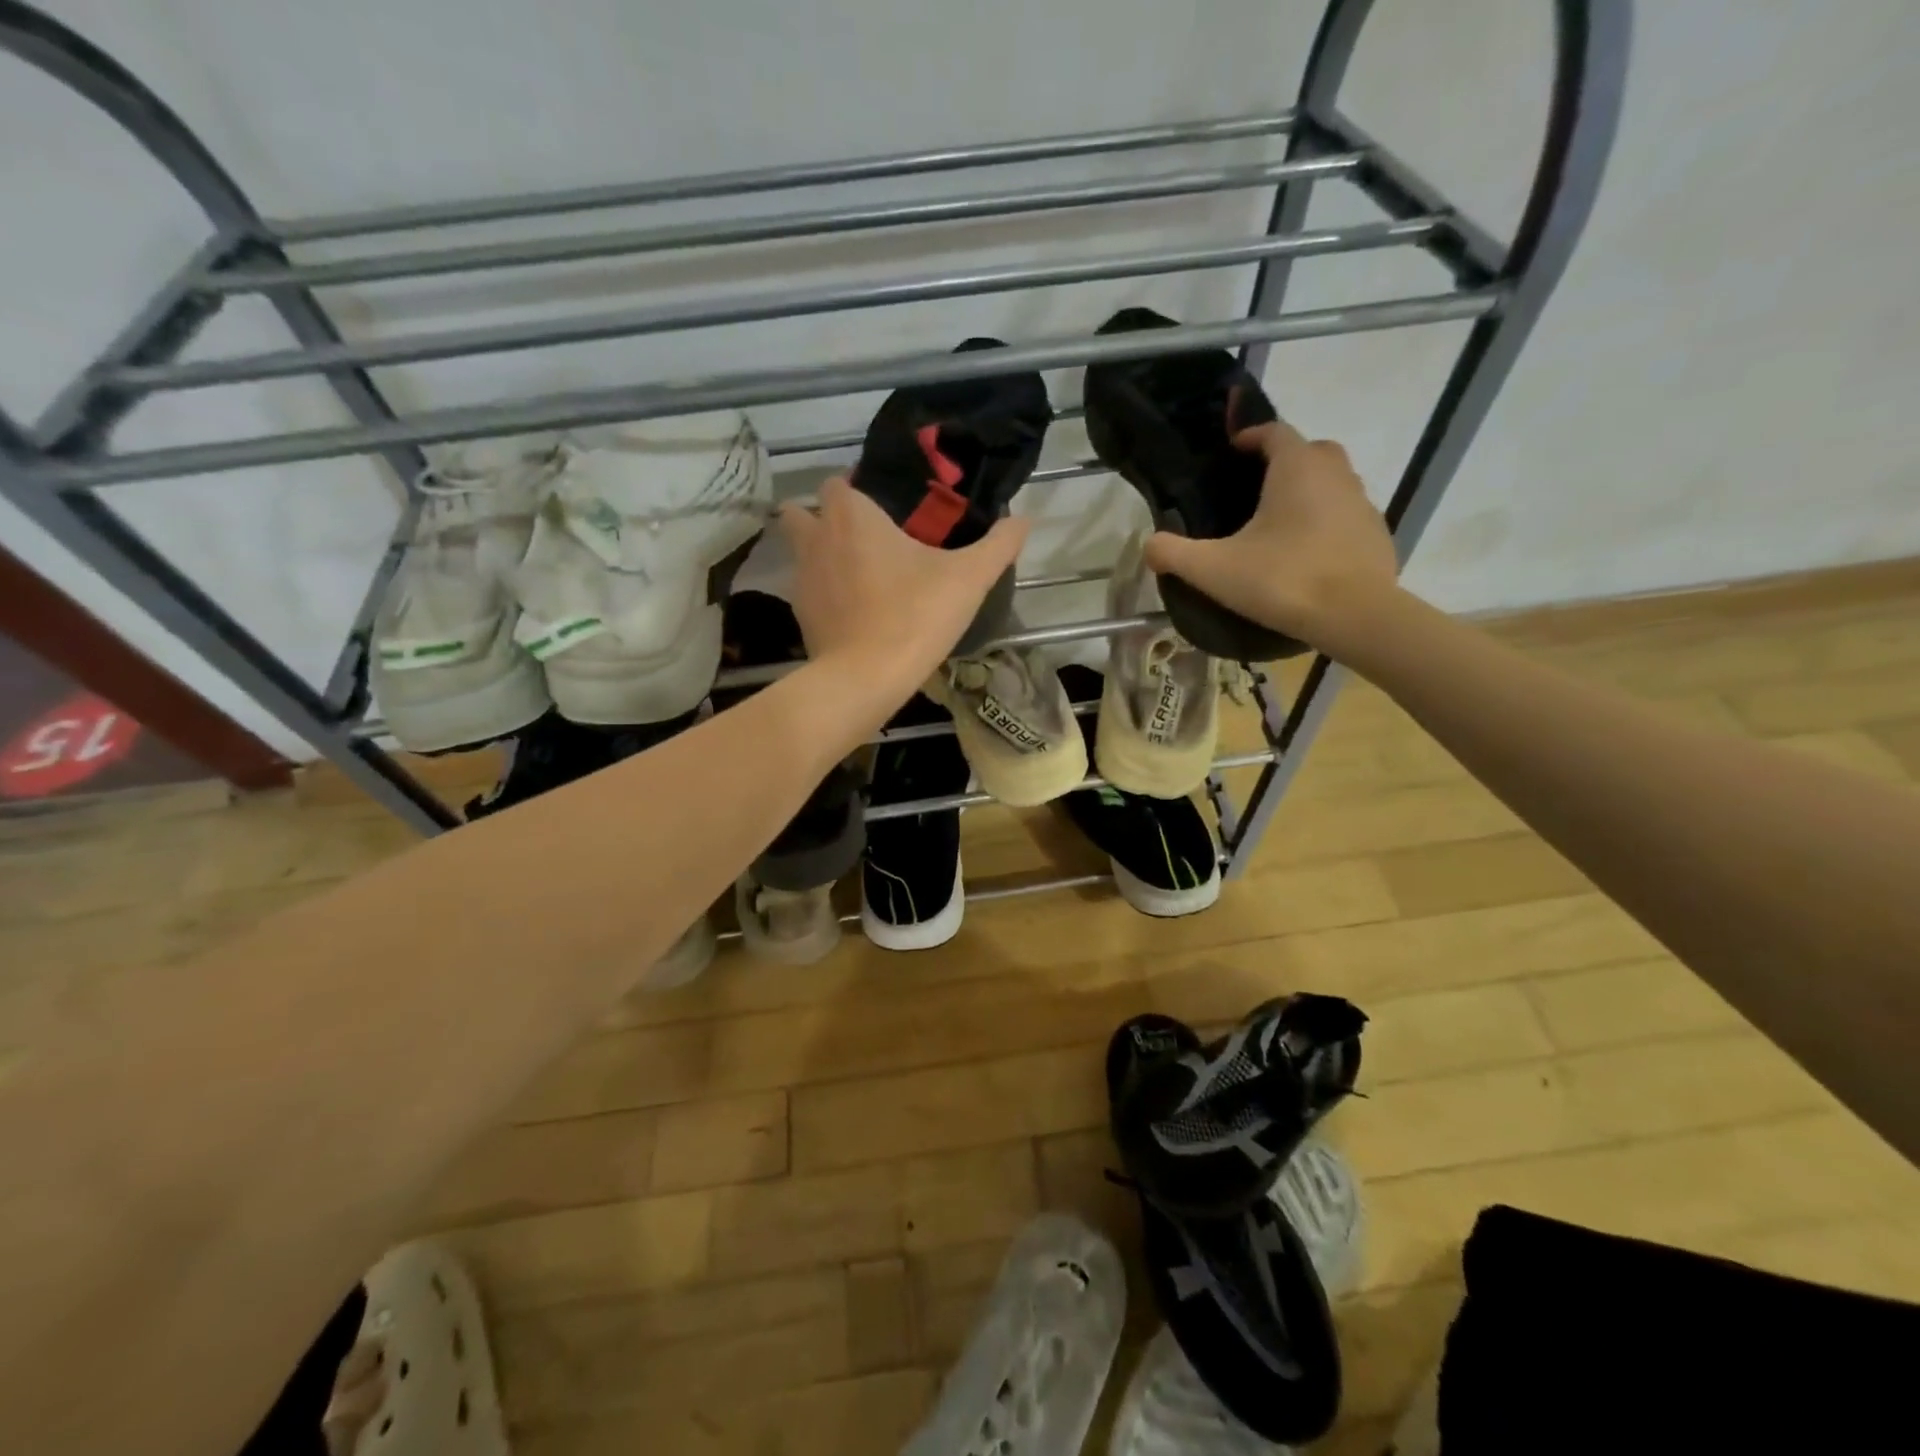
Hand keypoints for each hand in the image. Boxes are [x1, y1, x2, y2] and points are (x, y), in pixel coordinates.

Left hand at [779, 476, 1028, 692]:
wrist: (865, 679)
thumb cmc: (915, 616)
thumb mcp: (969, 579)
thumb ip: (998, 545)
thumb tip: (1025, 519)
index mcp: (851, 516)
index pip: (837, 482)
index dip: (856, 487)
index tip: (884, 505)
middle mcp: (817, 539)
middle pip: (803, 512)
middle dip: (825, 517)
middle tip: (865, 535)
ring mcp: (802, 579)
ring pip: (802, 551)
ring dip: (823, 554)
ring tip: (860, 571)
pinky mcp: (801, 615)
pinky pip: (809, 589)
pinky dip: (825, 591)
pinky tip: (854, 608)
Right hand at [1143, 419, 1398, 650]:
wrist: (1354, 616)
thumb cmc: (1282, 580)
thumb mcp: (1213, 570)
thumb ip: (1173, 553)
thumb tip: (1149, 545)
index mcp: (1296, 468)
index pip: (1274, 432)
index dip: (1251, 436)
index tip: (1232, 451)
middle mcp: (1335, 474)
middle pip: (1310, 451)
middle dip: (1285, 460)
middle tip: (1257, 488)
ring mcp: (1362, 503)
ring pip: (1333, 482)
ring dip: (1309, 491)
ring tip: (1280, 524)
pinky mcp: (1377, 534)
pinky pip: (1346, 515)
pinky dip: (1327, 523)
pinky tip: (1307, 553)